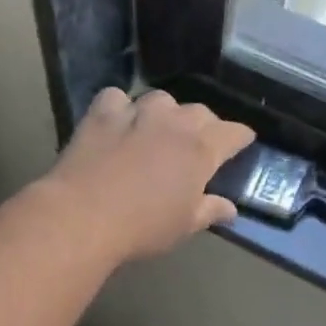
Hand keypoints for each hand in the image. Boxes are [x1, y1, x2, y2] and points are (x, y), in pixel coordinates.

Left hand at [44, 88, 256, 262]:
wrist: (83, 215)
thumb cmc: (143, 226)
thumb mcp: (184, 226)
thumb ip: (210, 211)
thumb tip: (230, 208)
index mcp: (202, 149)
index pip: (234, 132)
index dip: (241, 137)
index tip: (242, 143)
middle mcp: (174, 122)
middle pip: (200, 112)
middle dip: (205, 124)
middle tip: (199, 143)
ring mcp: (137, 112)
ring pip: (162, 100)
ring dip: (166, 112)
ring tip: (159, 129)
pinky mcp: (102, 112)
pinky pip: (117, 98)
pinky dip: (121, 107)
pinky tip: (118, 122)